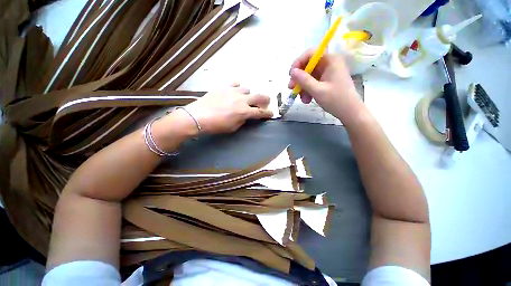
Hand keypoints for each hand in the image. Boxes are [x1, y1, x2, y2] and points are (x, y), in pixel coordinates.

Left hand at [182, 83, 272, 133]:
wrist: (198, 116)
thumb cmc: (217, 125)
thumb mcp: (233, 127)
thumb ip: (243, 120)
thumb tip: (246, 115)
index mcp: (245, 112)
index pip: (261, 112)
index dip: (268, 113)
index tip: (271, 114)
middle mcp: (242, 100)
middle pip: (260, 97)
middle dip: (266, 100)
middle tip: (266, 103)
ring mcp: (233, 91)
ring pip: (248, 89)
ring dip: (249, 95)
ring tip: (244, 99)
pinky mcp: (224, 86)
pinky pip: (235, 83)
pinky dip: (237, 87)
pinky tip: (234, 91)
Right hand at [288, 50, 362, 122]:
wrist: (349, 112)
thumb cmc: (336, 100)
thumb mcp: (317, 91)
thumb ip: (304, 80)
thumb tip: (292, 72)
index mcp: (330, 60)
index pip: (310, 54)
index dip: (298, 62)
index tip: (291, 75)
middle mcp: (329, 63)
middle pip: (308, 66)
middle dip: (299, 78)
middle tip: (291, 88)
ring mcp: (327, 73)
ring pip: (308, 76)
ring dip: (302, 87)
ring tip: (303, 99)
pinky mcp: (326, 81)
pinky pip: (312, 82)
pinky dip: (307, 90)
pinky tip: (307, 100)